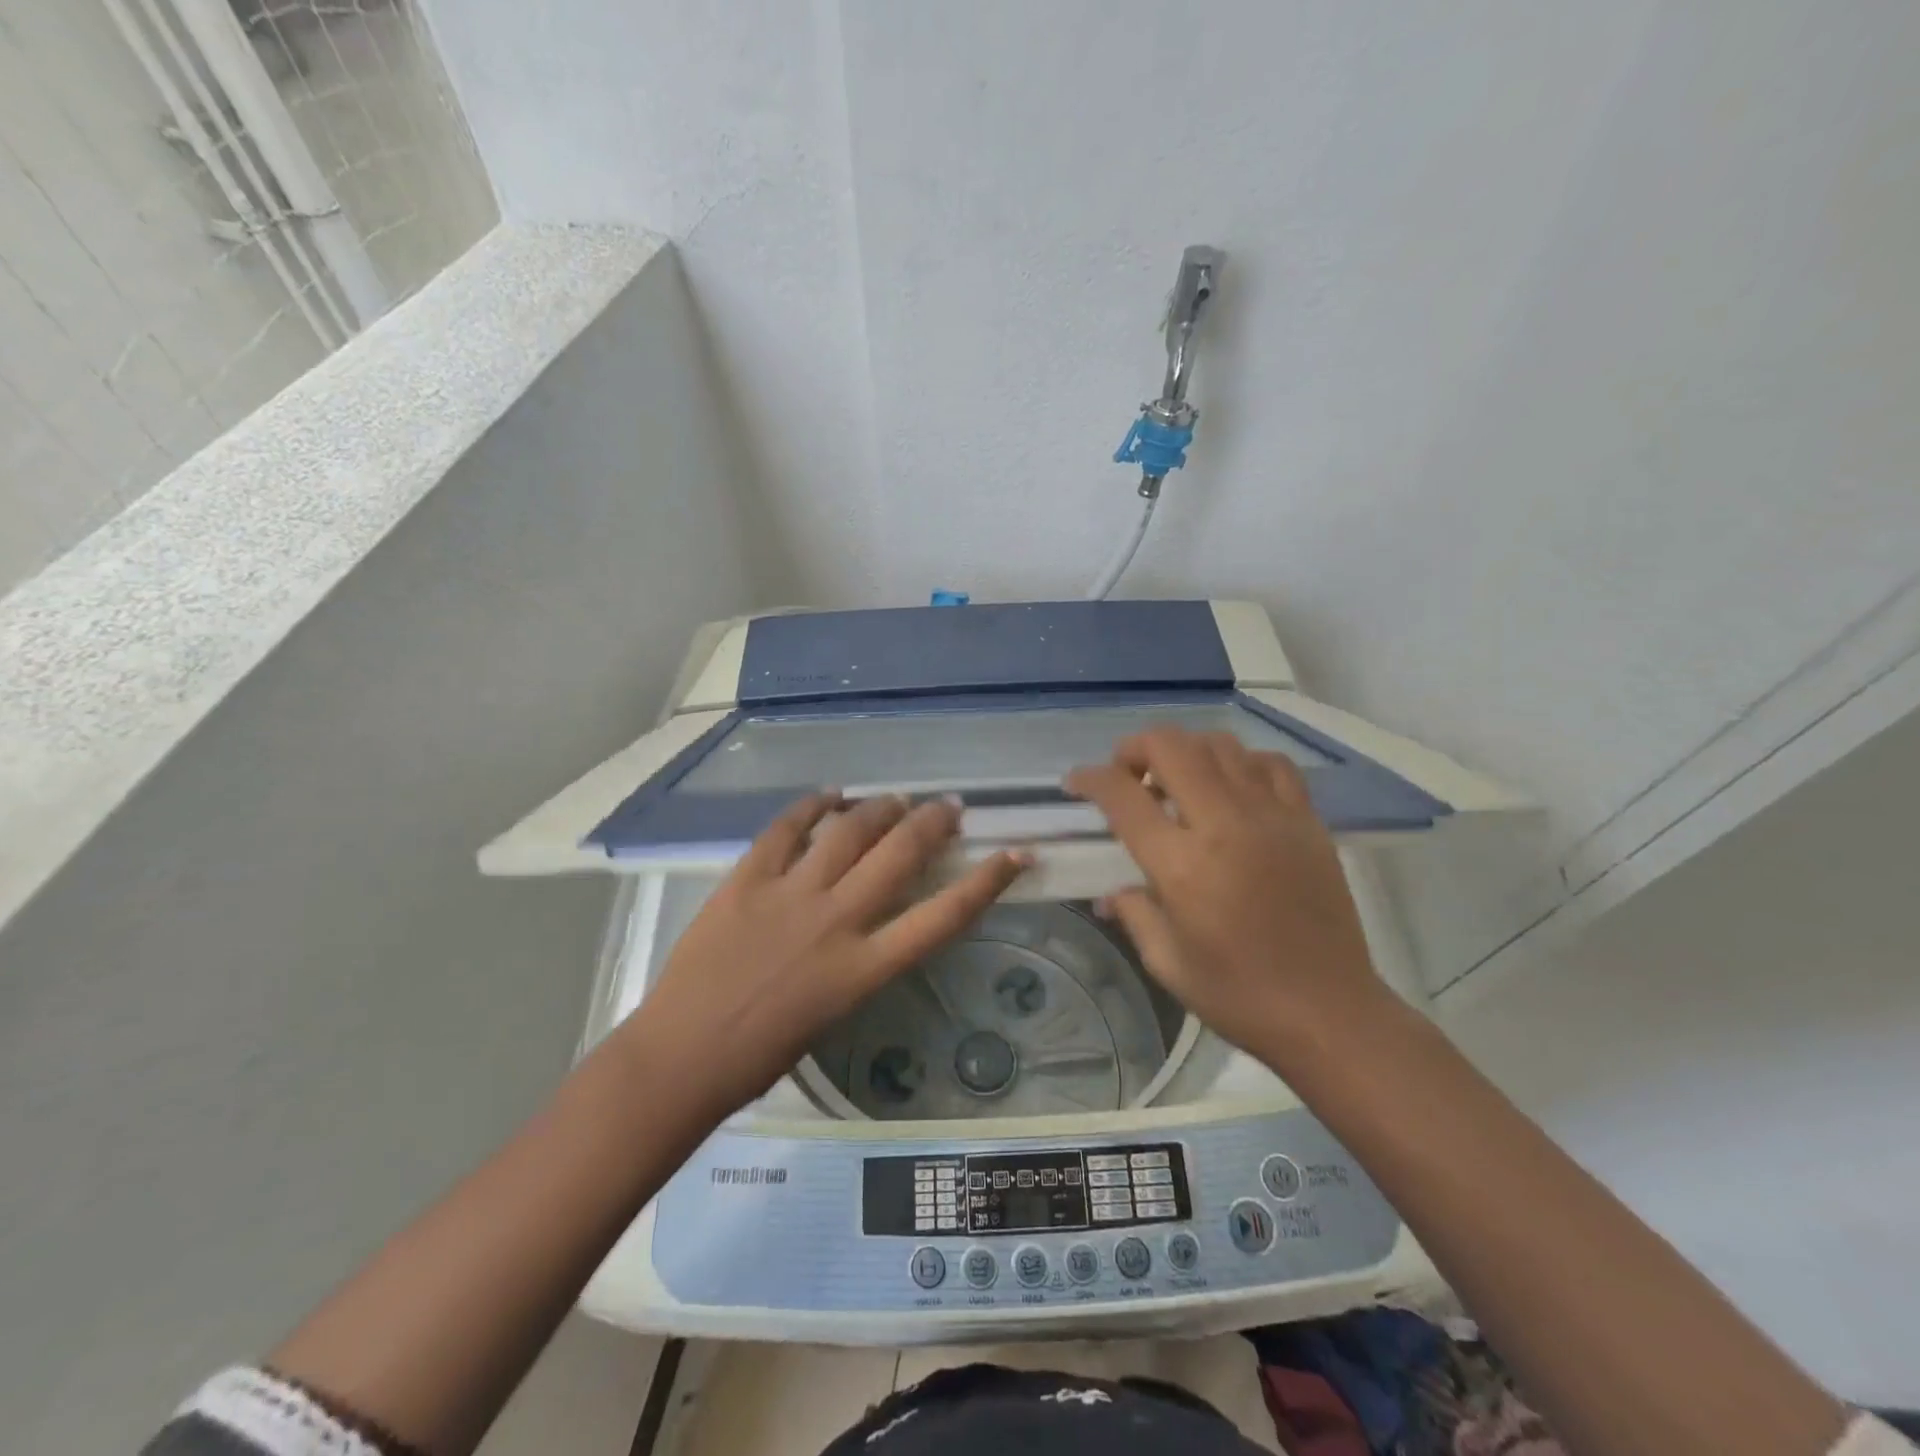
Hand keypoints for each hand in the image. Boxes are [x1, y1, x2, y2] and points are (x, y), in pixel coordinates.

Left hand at [627, 795, 1029, 1118]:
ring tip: (896, 798)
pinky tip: (831, 794)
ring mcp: (790, 895)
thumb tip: (877, 911)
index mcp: (864, 968)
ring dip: (879, 807)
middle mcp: (837, 922)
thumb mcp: (836, 1009)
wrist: (682, 1057)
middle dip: (933, 823)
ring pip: (849, 831)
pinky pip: (786, 829)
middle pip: (900, 855)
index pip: (943, 916)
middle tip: (948, 807)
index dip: (987, 881)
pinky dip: (812, 806)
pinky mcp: (747, 880)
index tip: (1015, 852)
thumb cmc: (763, 1054)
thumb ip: (863, 957)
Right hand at [1065, 728, 1386, 1061]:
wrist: (1329, 1012)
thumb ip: (1132, 912)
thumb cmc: (1239, 994)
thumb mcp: (1166, 961)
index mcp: (1181, 864)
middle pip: (1171, 747)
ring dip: (1185, 751)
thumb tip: (1110, 891)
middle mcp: (1224, 825)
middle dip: (1134, 748)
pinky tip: (1232, 787)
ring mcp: (1272, 816)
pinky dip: (1240, 762)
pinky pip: (1269, 764)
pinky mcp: (1307, 821)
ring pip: (1220, 744)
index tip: (1076, 783)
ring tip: (1176, 780)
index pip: (1122, 796)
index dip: (1090, 779)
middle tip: (1126, 774)